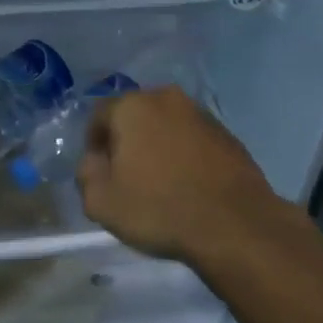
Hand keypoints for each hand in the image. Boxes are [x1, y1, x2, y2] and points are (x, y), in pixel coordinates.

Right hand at [78, 87, 282, 268]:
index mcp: (132, 106)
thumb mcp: (101, 203)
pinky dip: (184, 154)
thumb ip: (86, 174)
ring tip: (160, 182)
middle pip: (134, 115)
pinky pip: (192, 138)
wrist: (235, 224)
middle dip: (127, 141)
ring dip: (158, 145)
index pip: (99, 115)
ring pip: (165, 125)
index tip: (100, 172)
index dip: (94, 143)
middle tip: (127, 176)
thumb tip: (94, 161)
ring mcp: (200, 113)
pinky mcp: (226, 133)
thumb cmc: (160, 208)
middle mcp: (166, 98)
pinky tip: (188, 184)